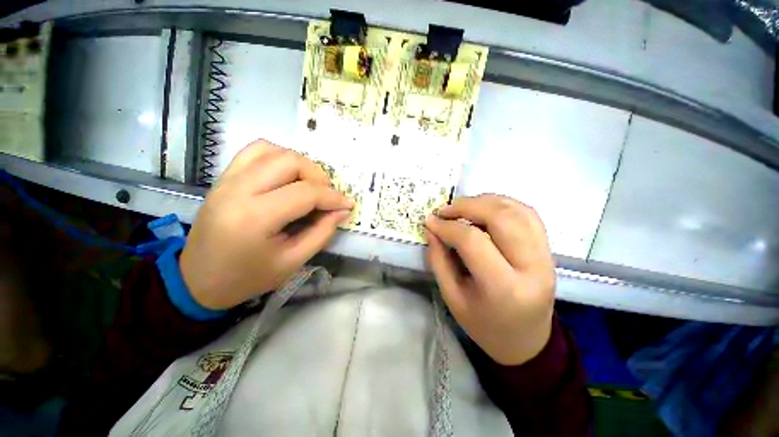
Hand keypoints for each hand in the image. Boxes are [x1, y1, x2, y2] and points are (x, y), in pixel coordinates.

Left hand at [180, 140, 353, 309]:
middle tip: (327, 196)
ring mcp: (228, 180)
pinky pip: (255, 151)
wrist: (198, 280)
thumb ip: (322, 233)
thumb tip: (342, 210)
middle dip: (318, 176)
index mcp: (256, 217)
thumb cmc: (248, 277)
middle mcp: (239, 189)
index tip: (348, 204)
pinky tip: (286, 175)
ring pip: (273, 150)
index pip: (306, 193)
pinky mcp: (224, 178)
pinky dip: (278, 157)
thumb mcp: (293, 261)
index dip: (333, 197)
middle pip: (290, 162)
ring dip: (300, 164)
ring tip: (309, 185)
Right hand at [425, 194, 555, 365]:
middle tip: (445, 210)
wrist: (526, 340)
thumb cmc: (484, 325)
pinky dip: (502, 204)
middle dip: (467, 206)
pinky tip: (485, 209)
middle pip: (501, 217)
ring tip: (462, 207)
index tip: (430, 221)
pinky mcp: (548, 249)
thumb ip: (439, 260)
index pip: (473, 241)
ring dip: (485, 201)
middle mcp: (532, 266)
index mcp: (504, 288)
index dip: (448, 227)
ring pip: (517, 210)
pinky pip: (527, 214)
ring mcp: (545, 255)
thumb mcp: (452, 297)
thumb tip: (431, 228)